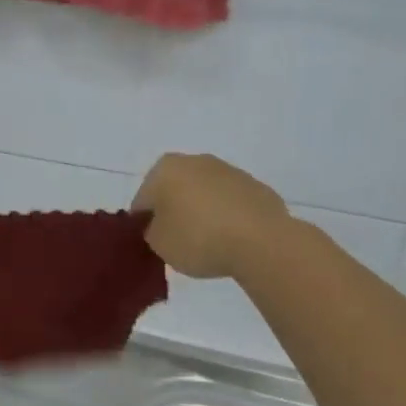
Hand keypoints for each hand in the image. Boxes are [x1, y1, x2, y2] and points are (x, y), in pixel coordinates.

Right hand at [132, 153, 290, 280]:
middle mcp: (195, 161)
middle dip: (175, 212)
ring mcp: (230, 171)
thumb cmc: (198, 238)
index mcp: (164, 168)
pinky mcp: (257, 187)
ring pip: (205, 194)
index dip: (145, 224)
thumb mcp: (158, 244)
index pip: (143, 199)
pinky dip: (229, 217)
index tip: (154, 244)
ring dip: (203, 213)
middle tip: (179, 242)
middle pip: (175, 190)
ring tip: (209, 244)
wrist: (261, 242)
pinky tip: (233, 240)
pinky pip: (232, 204)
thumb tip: (160, 225)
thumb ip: (151, 231)